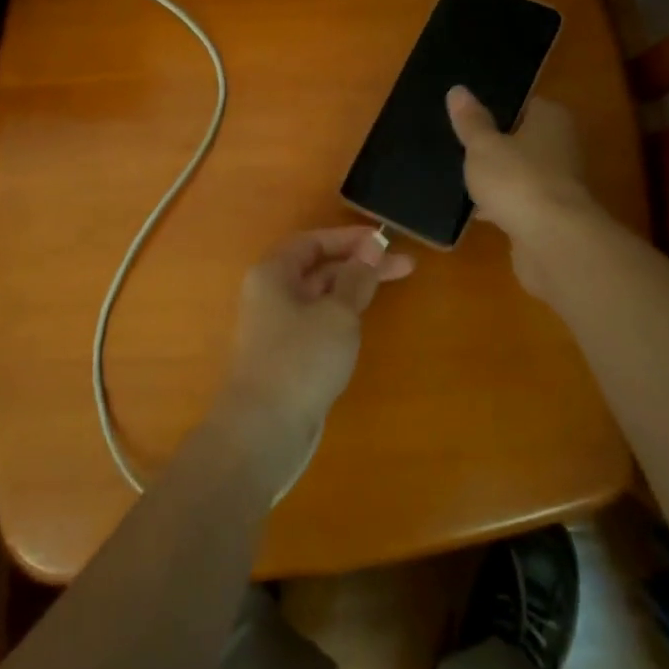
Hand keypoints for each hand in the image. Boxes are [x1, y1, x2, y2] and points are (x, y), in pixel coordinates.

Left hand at [222, 227, 413, 445]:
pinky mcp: (285, 355)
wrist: (263, 430)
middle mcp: (270, 294)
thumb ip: (357, 278)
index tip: (386, 241)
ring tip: (389, 286)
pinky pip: (317, 321)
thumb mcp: (338, 314)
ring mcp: (276, 326)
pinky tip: (362, 321)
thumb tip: (371, 246)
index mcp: (273, 273)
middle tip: (404, 265)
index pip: (313, 241)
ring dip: (352, 288)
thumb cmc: (301, 360)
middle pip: (318, 267)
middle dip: (359, 263)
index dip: (350, 238)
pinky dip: (341, 314)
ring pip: (319, 296)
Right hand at [447, 87, 593, 292]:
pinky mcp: (551, 215)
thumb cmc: (517, 180)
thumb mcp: (483, 146)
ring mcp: (559, 183)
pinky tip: (476, 211)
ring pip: (520, 173)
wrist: (553, 241)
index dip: (496, 109)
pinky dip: (502, 205)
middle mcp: (562, 146)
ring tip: (461, 179)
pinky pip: (519, 201)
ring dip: (498, 178)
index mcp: (551, 119)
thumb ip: (471, 121)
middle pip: (522, 140)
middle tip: (459, 148)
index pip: (525, 104)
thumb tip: (457, 90)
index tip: (467, 118)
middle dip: (495, 146)